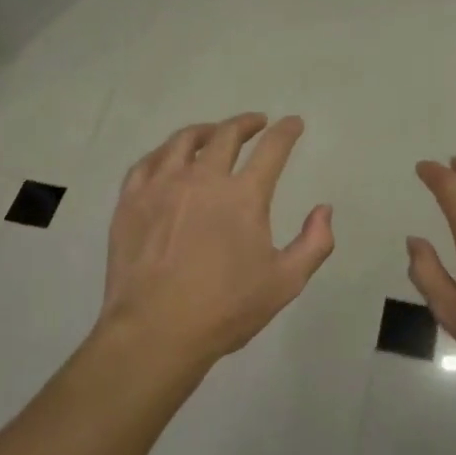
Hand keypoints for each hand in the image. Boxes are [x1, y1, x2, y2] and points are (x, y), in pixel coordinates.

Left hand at [98, 113, 335, 371]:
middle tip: (256, 123)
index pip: (272, 148)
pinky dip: (165, 153)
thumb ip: (314, 243)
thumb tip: (324, 209)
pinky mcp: (131, 200)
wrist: (155, 331)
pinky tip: (169, 159)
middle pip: (226, 134)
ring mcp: (162, 185)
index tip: (293, 123)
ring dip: (206, 131)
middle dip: (246, 123)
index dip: (286, 131)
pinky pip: (148, 162)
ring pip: (183, 141)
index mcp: (243, 196)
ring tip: (214, 133)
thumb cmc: (225, 309)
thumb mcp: (285, 283)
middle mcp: (203, 178)